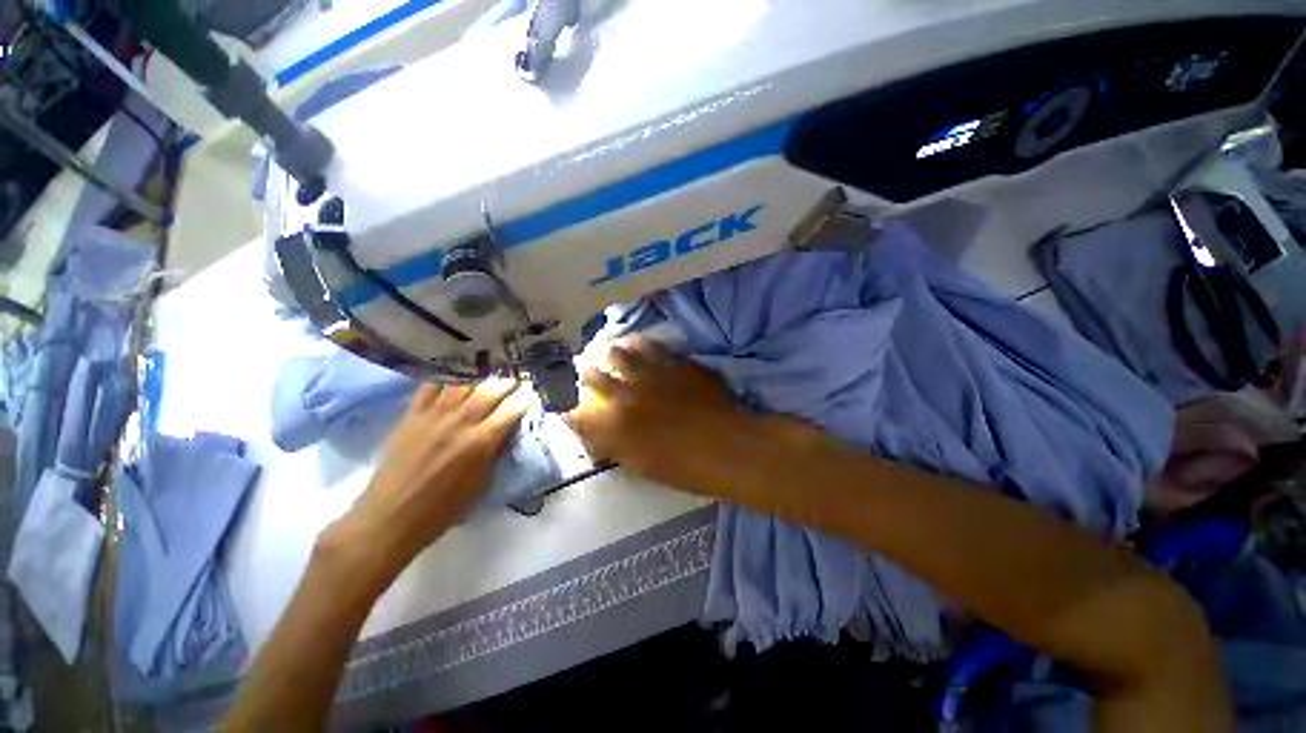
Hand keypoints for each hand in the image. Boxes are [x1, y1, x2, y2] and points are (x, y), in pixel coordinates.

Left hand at [343, 379, 529, 565]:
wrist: (390, 516)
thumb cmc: (442, 509)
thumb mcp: (481, 484)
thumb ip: (495, 453)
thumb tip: (506, 432)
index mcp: (481, 442)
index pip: (511, 410)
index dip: (525, 398)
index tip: (532, 393)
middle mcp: (460, 422)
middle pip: (490, 390)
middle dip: (507, 383)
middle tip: (515, 381)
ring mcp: (433, 416)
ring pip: (462, 383)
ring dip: (480, 377)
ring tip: (488, 378)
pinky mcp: (412, 416)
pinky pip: (430, 387)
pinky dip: (446, 378)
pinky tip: (455, 378)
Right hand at [566, 337, 754, 492]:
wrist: (730, 448)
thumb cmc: (684, 468)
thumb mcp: (640, 466)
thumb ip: (614, 446)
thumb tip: (597, 434)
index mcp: (614, 426)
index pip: (575, 412)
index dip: (565, 406)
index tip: (564, 404)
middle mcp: (626, 394)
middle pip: (591, 373)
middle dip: (582, 370)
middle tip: (582, 368)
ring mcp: (651, 374)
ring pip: (618, 351)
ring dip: (609, 351)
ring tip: (607, 350)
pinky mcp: (673, 363)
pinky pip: (651, 347)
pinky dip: (640, 345)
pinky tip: (638, 344)